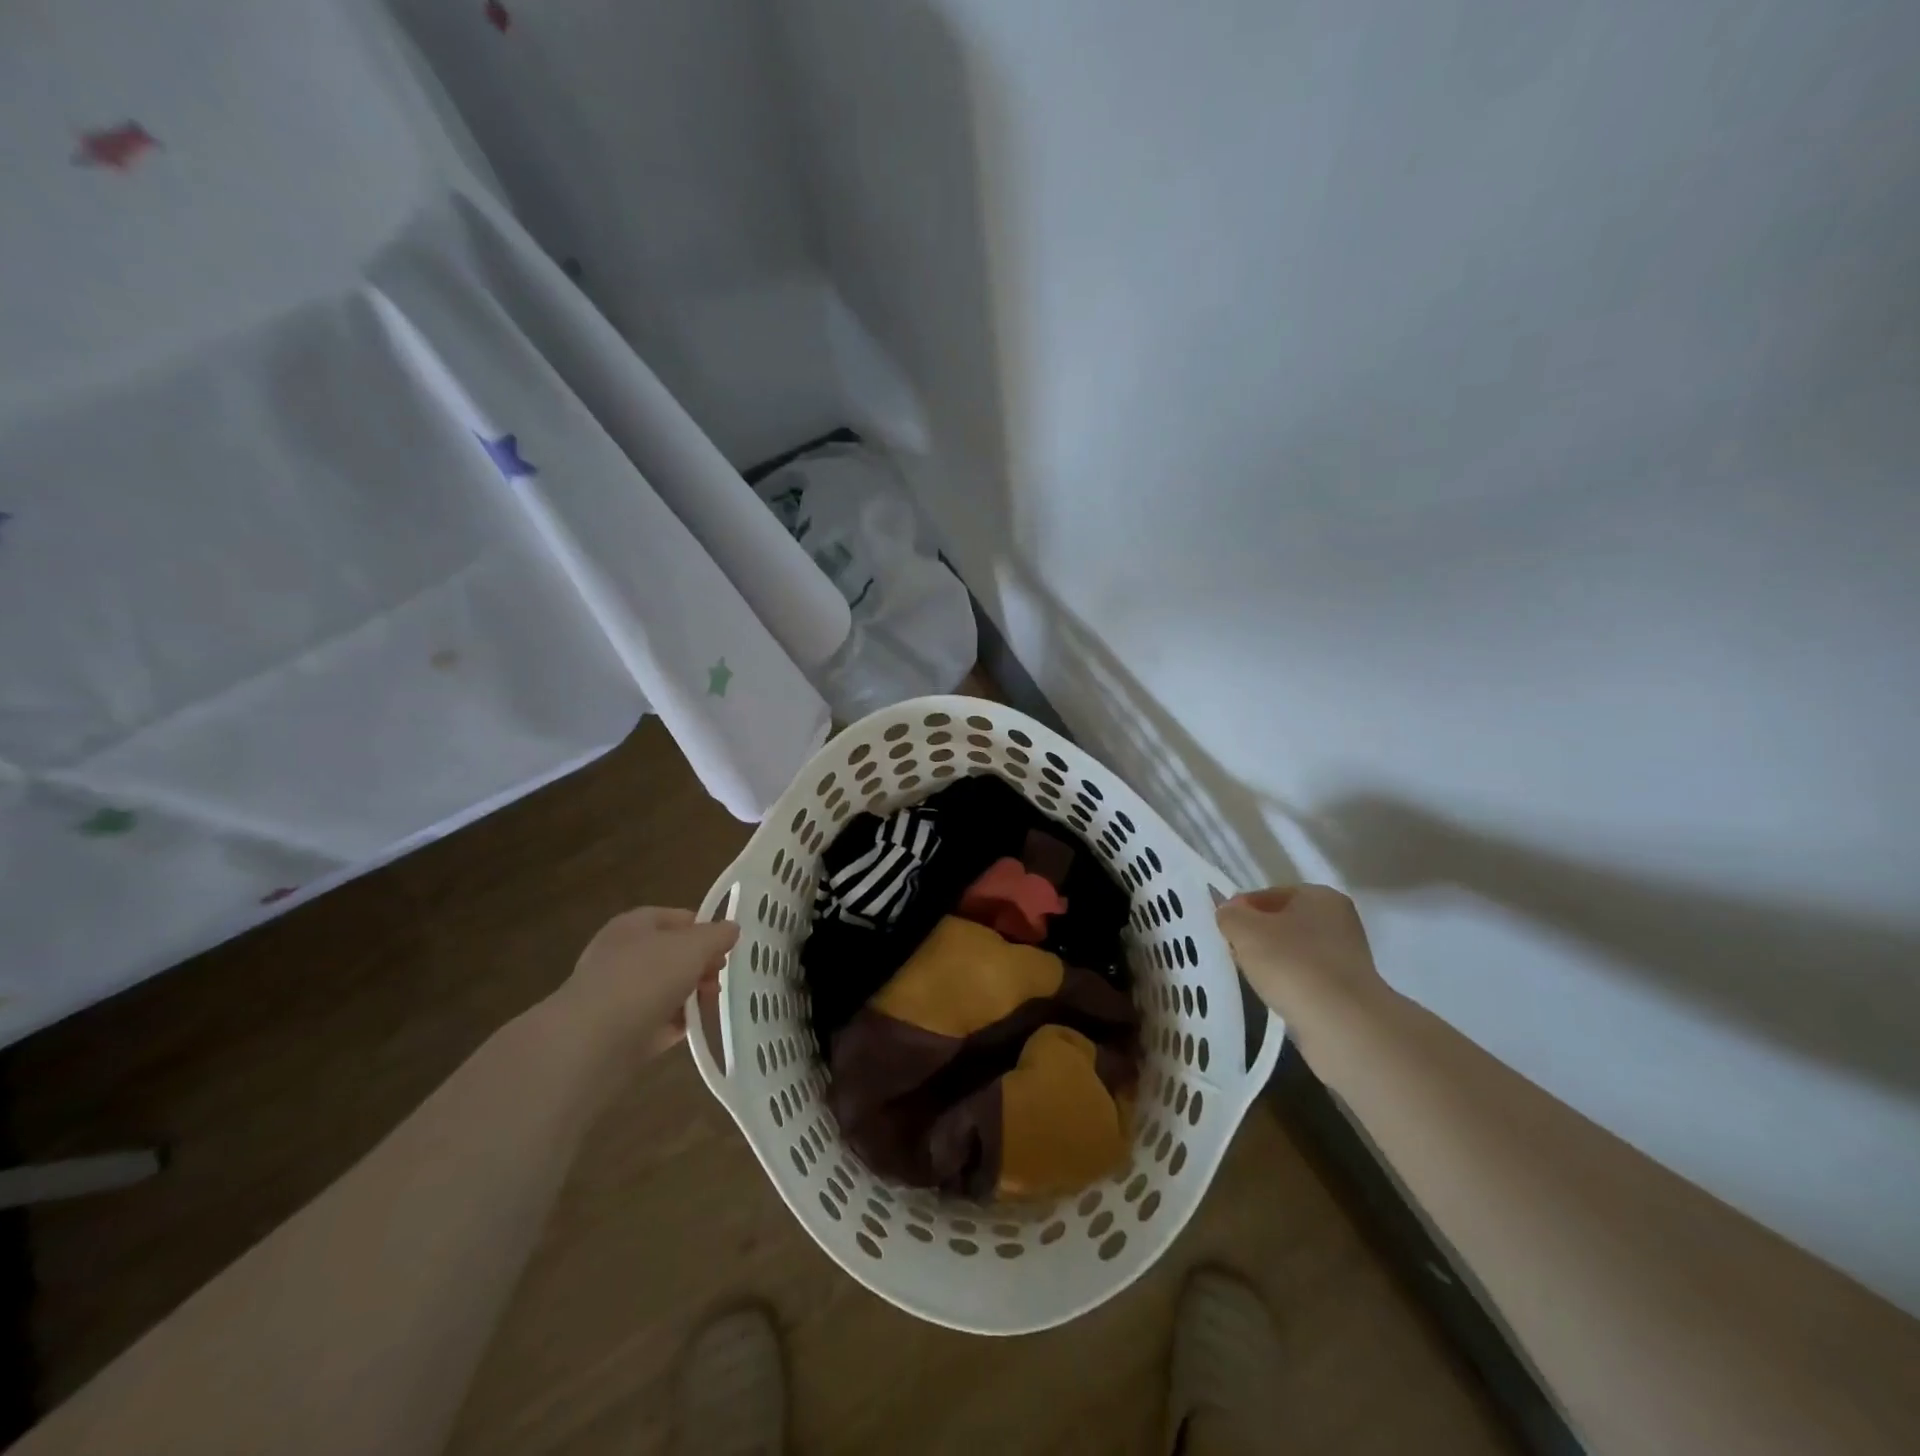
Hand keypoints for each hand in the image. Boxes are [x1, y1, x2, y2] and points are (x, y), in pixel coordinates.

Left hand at [553, 907, 739, 1057]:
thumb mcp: (693, 947)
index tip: (727, 947)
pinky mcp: (617, 1030)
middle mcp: (622, 954)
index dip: (705, 929)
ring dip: (690, 996)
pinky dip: (673, 1024)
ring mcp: (617, 994)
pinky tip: (690, 1029)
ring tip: (710, 1004)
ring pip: (665, 988)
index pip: (678, 917)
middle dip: (700, 965)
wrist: (592, 1041)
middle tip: (719, 978)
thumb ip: (717, 935)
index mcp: (634, 925)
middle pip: (672, 954)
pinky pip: (655, 1021)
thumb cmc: (645, 978)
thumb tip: (732, 929)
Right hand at [1216, 885, 1388, 1036]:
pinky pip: (1305, 978)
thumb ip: (1230, 915)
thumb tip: (1228, 913)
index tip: (1223, 930)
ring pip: (1293, 951)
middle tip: (1233, 952)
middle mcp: (1339, 921)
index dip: (1240, 909)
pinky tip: (1274, 995)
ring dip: (1271, 961)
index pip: (1268, 894)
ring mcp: (1346, 957)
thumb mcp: (1245, 930)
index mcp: (1320, 896)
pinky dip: (1288, 983)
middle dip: (1256, 936)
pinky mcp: (1346, 990)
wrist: (1341, 1024)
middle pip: (1282, 922)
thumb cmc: (1291, 964)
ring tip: (1251, 977)